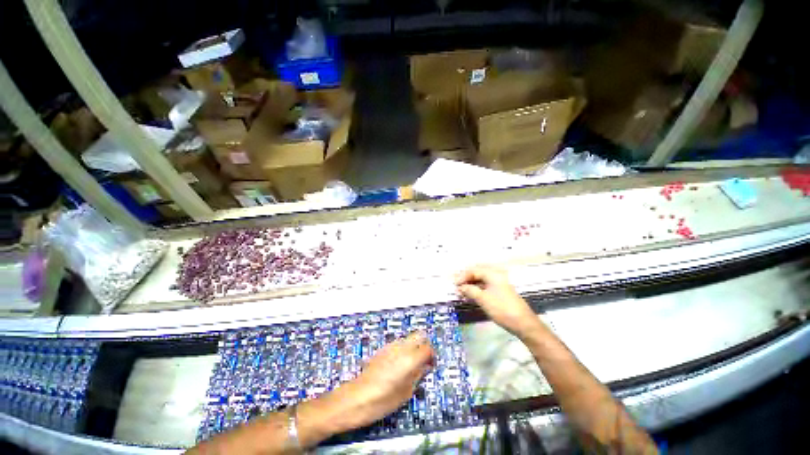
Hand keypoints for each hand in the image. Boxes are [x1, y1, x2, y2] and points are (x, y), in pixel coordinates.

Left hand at [344, 331, 433, 426]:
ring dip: (412, 347)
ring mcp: (391, 346)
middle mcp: (401, 347)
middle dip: (424, 345)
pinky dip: (402, 350)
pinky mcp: (382, 349)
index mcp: (410, 358)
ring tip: (410, 364)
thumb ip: (418, 376)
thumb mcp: (406, 393)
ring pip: (408, 339)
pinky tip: (397, 365)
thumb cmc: (383, 400)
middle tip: (423, 360)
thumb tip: (425, 367)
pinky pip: (398, 344)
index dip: (432, 355)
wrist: (357, 397)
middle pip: (419, 335)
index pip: (427, 348)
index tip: (431, 365)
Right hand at [455, 265, 540, 337]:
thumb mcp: (483, 299)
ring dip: (470, 284)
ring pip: (480, 280)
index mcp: (492, 274)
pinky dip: (476, 289)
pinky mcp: (500, 292)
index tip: (454, 285)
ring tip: (461, 291)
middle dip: (465, 278)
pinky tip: (470, 295)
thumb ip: (469, 290)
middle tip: (456, 285)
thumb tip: (460, 286)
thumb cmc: (502, 309)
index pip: (473, 270)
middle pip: (477, 273)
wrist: (523, 323)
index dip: (462, 276)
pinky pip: (485, 286)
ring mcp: (499, 283)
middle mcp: (496, 275)